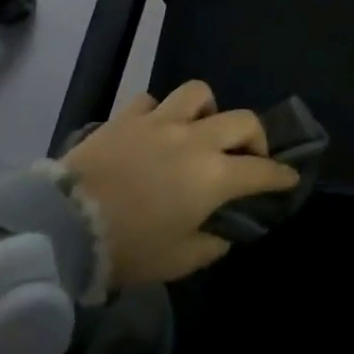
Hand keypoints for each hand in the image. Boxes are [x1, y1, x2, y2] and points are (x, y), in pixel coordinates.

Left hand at [63, 81, 300, 285]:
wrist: (64, 227)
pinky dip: (159, 112)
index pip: (262, 170)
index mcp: (214, 176)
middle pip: (242, 121)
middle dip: (256, 138)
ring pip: (198, 93)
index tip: (289, 178)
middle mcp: (195, 139)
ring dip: (208, 110)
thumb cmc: (129, 248)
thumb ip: (212, 243)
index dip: (281, 175)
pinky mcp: (126, 118)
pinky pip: (151, 101)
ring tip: (201, 129)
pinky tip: (154, 129)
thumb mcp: (180, 260)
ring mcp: (159, 122)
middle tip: (248, 156)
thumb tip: (222, 231)